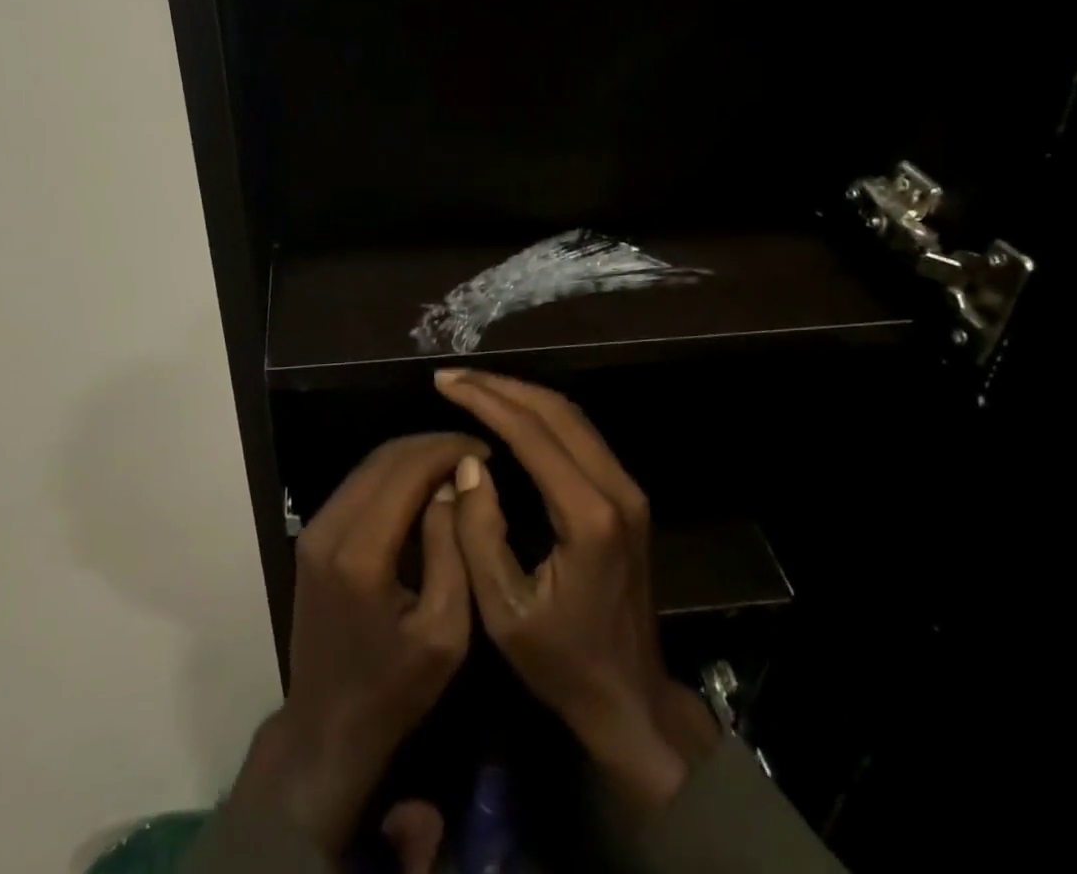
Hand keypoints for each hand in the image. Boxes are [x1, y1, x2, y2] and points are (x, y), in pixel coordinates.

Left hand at [229, 432, 487, 854]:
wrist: (327, 726)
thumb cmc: (395, 688)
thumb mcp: (445, 631)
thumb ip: (450, 550)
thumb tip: (452, 484)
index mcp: (360, 553)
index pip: (406, 471)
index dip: (447, 450)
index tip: (486, 451)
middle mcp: (329, 528)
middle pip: (384, 459)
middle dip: (432, 446)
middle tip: (474, 453)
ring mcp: (314, 528)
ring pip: (368, 466)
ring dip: (412, 457)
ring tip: (455, 463)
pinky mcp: (313, 535)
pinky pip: (357, 485)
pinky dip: (393, 474)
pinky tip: (424, 484)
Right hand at [434, 368, 718, 810]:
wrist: (631, 700)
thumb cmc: (562, 664)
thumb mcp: (504, 611)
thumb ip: (480, 533)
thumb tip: (468, 463)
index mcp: (588, 516)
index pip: (532, 434)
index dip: (485, 401)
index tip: (444, 382)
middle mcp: (616, 489)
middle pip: (556, 411)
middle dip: (500, 386)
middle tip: (453, 376)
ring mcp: (628, 489)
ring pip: (572, 416)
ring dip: (521, 394)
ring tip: (473, 386)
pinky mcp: (626, 495)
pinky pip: (580, 434)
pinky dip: (540, 414)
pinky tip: (509, 412)